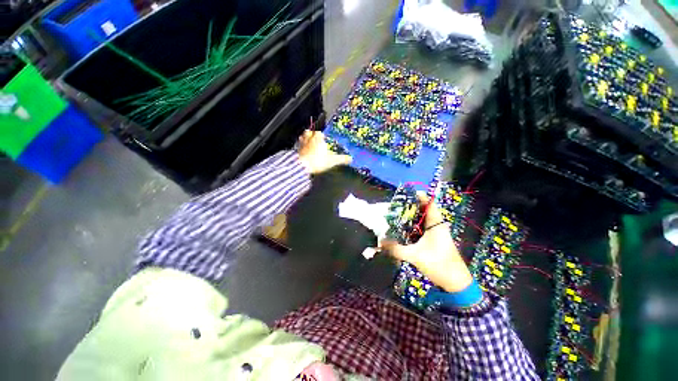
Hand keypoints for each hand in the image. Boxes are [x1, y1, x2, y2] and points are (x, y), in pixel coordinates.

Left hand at [297, 130, 351, 173]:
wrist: (302, 167)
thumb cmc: (318, 161)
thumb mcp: (332, 161)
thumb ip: (342, 159)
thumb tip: (351, 159)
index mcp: (318, 137)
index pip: (319, 133)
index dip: (321, 136)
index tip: (323, 140)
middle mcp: (308, 138)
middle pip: (309, 133)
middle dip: (311, 136)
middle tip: (315, 141)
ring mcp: (301, 144)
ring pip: (302, 138)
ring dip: (305, 140)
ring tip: (308, 145)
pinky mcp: (295, 150)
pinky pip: (297, 146)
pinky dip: (300, 148)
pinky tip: (302, 152)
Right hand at [381, 193, 473, 292]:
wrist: (456, 283)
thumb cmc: (439, 265)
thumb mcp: (415, 256)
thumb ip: (396, 249)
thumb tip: (381, 242)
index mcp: (436, 224)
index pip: (429, 203)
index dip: (418, 196)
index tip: (404, 194)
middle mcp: (437, 225)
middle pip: (424, 209)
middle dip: (411, 205)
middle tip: (396, 204)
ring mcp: (437, 232)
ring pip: (423, 218)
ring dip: (412, 215)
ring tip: (397, 213)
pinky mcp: (435, 239)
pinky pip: (423, 226)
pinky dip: (414, 224)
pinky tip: (404, 228)